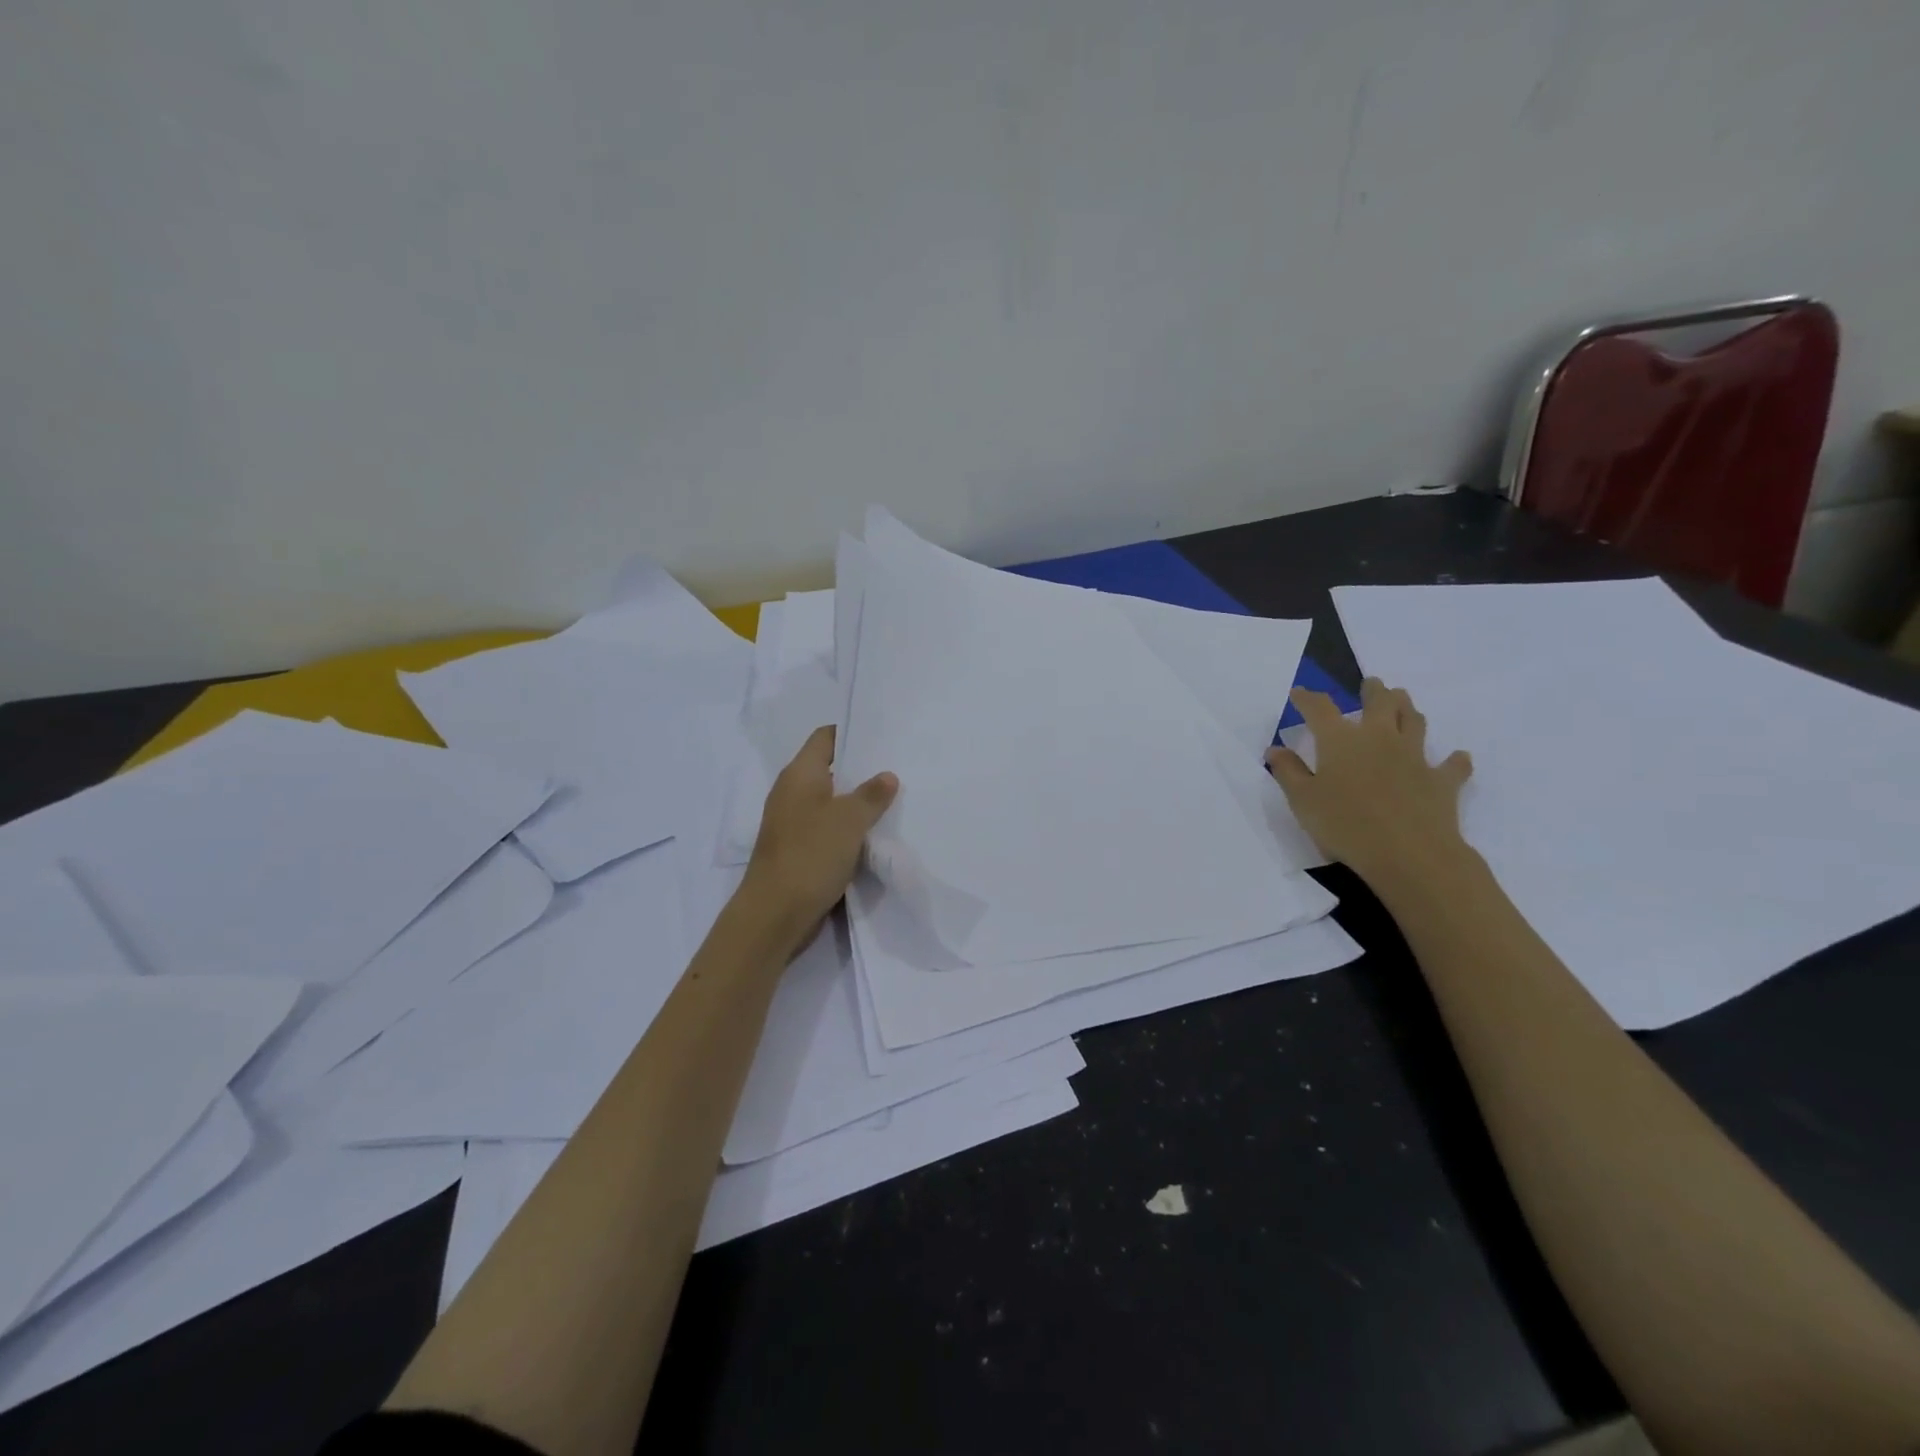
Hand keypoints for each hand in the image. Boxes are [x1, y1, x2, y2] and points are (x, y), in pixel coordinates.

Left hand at [739, 725, 897, 954]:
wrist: (775, 914)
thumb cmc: (810, 855)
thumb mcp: (848, 820)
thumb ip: (871, 795)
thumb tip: (887, 776)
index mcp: (799, 775)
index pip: (825, 737)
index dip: (852, 732)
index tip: (884, 734)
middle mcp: (792, 793)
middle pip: (830, 769)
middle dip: (862, 768)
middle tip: (899, 766)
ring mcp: (794, 823)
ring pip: (831, 801)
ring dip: (857, 801)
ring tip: (894, 798)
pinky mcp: (799, 850)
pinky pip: (828, 828)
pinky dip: (849, 827)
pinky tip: (874, 833)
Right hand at [1265, 679, 1473, 888]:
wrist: (1409, 854)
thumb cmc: (1345, 825)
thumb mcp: (1302, 801)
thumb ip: (1288, 772)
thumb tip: (1275, 749)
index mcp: (1340, 740)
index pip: (1320, 709)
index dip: (1307, 698)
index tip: (1299, 693)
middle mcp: (1379, 738)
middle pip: (1380, 702)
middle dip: (1373, 690)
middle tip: (1371, 684)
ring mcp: (1414, 757)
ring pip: (1415, 722)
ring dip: (1408, 709)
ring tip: (1403, 703)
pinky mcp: (1442, 781)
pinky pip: (1452, 765)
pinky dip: (1454, 760)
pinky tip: (1457, 758)